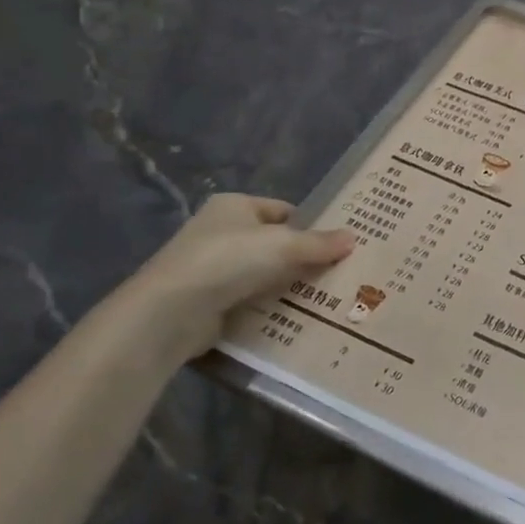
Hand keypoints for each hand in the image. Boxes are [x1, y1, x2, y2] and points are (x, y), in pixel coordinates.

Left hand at [122, 194, 353, 357]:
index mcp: (234, 206)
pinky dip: (270, 307)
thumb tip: (353, 238)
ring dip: (288, 285)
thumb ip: (319, 243)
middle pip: (274, 243)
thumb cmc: (228, 260)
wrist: (171, 312)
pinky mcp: (208, 301)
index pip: (282, 210)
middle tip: (340, 273)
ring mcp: (212, 268)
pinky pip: (250, 300)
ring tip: (327, 298)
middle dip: (303, 258)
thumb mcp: (283, 245)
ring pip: (264, 274)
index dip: (310, 225)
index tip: (338, 244)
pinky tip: (296, 317)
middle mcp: (220, 232)